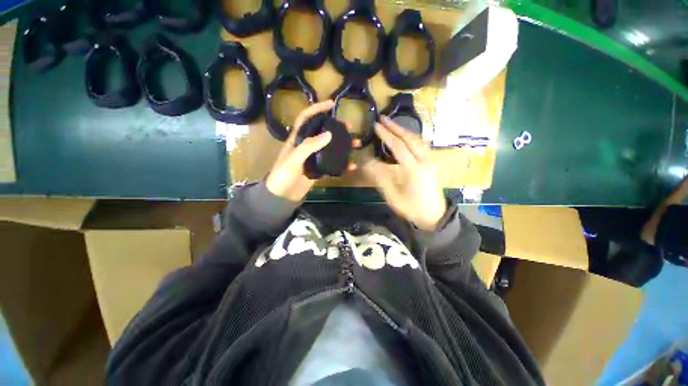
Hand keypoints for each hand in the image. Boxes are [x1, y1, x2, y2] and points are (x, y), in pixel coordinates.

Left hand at [266, 100, 355, 201]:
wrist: (282, 196)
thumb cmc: (283, 175)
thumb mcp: (294, 159)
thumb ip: (309, 146)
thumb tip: (329, 134)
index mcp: (297, 139)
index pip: (306, 118)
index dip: (317, 108)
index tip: (331, 104)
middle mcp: (307, 146)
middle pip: (323, 132)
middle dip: (336, 127)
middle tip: (350, 126)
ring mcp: (314, 158)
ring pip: (331, 148)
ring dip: (344, 145)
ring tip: (356, 144)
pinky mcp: (319, 170)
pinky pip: (333, 164)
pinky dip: (343, 165)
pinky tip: (352, 166)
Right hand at [362, 116, 446, 229]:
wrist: (433, 216)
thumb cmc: (411, 208)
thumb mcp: (392, 195)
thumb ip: (380, 176)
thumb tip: (368, 161)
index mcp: (413, 169)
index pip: (398, 146)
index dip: (386, 135)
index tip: (376, 126)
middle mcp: (424, 161)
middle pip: (410, 138)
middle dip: (396, 127)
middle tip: (383, 118)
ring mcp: (430, 161)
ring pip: (418, 140)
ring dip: (404, 131)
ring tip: (392, 125)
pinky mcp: (432, 163)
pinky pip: (421, 145)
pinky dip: (411, 138)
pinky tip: (405, 137)